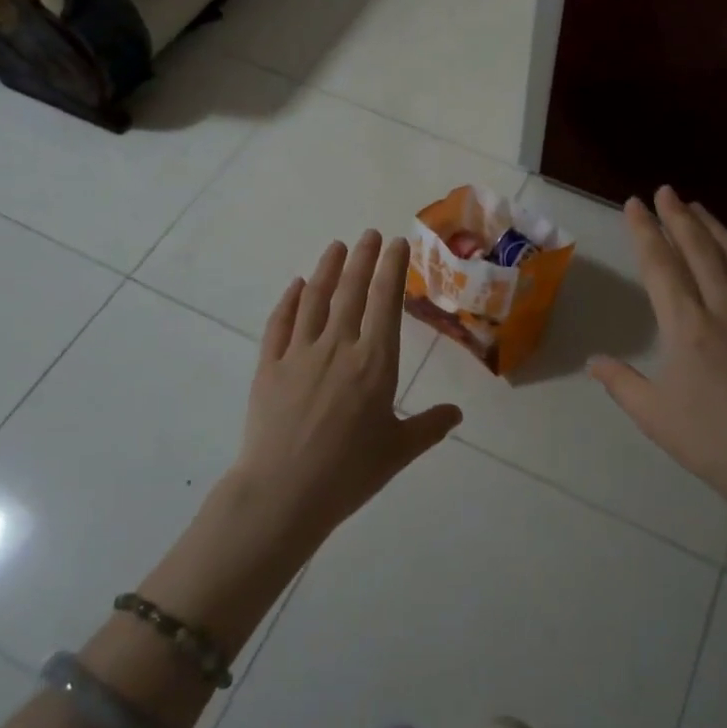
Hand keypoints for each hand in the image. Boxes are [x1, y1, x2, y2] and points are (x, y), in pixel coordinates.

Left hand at [232, 230, 461, 544]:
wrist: (283, 493)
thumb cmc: (349, 474)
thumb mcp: (398, 452)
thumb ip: (429, 426)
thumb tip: (457, 413)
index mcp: (375, 363)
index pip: (386, 303)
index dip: (392, 269)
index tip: (396, 244)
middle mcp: (338, 347)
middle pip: (352, 291)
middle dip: (363, 258)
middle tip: (369, 234)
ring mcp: (299, 353)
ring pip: (315, 299)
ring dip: (328, 269)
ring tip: (337, 246)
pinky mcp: (269, 366)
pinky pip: (280, 323)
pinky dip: (290, 301)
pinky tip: (297, 286)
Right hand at [590, 187, 726, 545]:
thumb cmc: (716, 444)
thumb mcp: (656, 417)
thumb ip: (621, 383)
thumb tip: (594, 361)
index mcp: (688, 327)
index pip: (661, 265)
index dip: (645, 231)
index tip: (635, 205)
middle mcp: (724, 308)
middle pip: (699, 249)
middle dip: (678, 216)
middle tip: (665, 191)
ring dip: (713, 228)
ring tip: (697, 208)